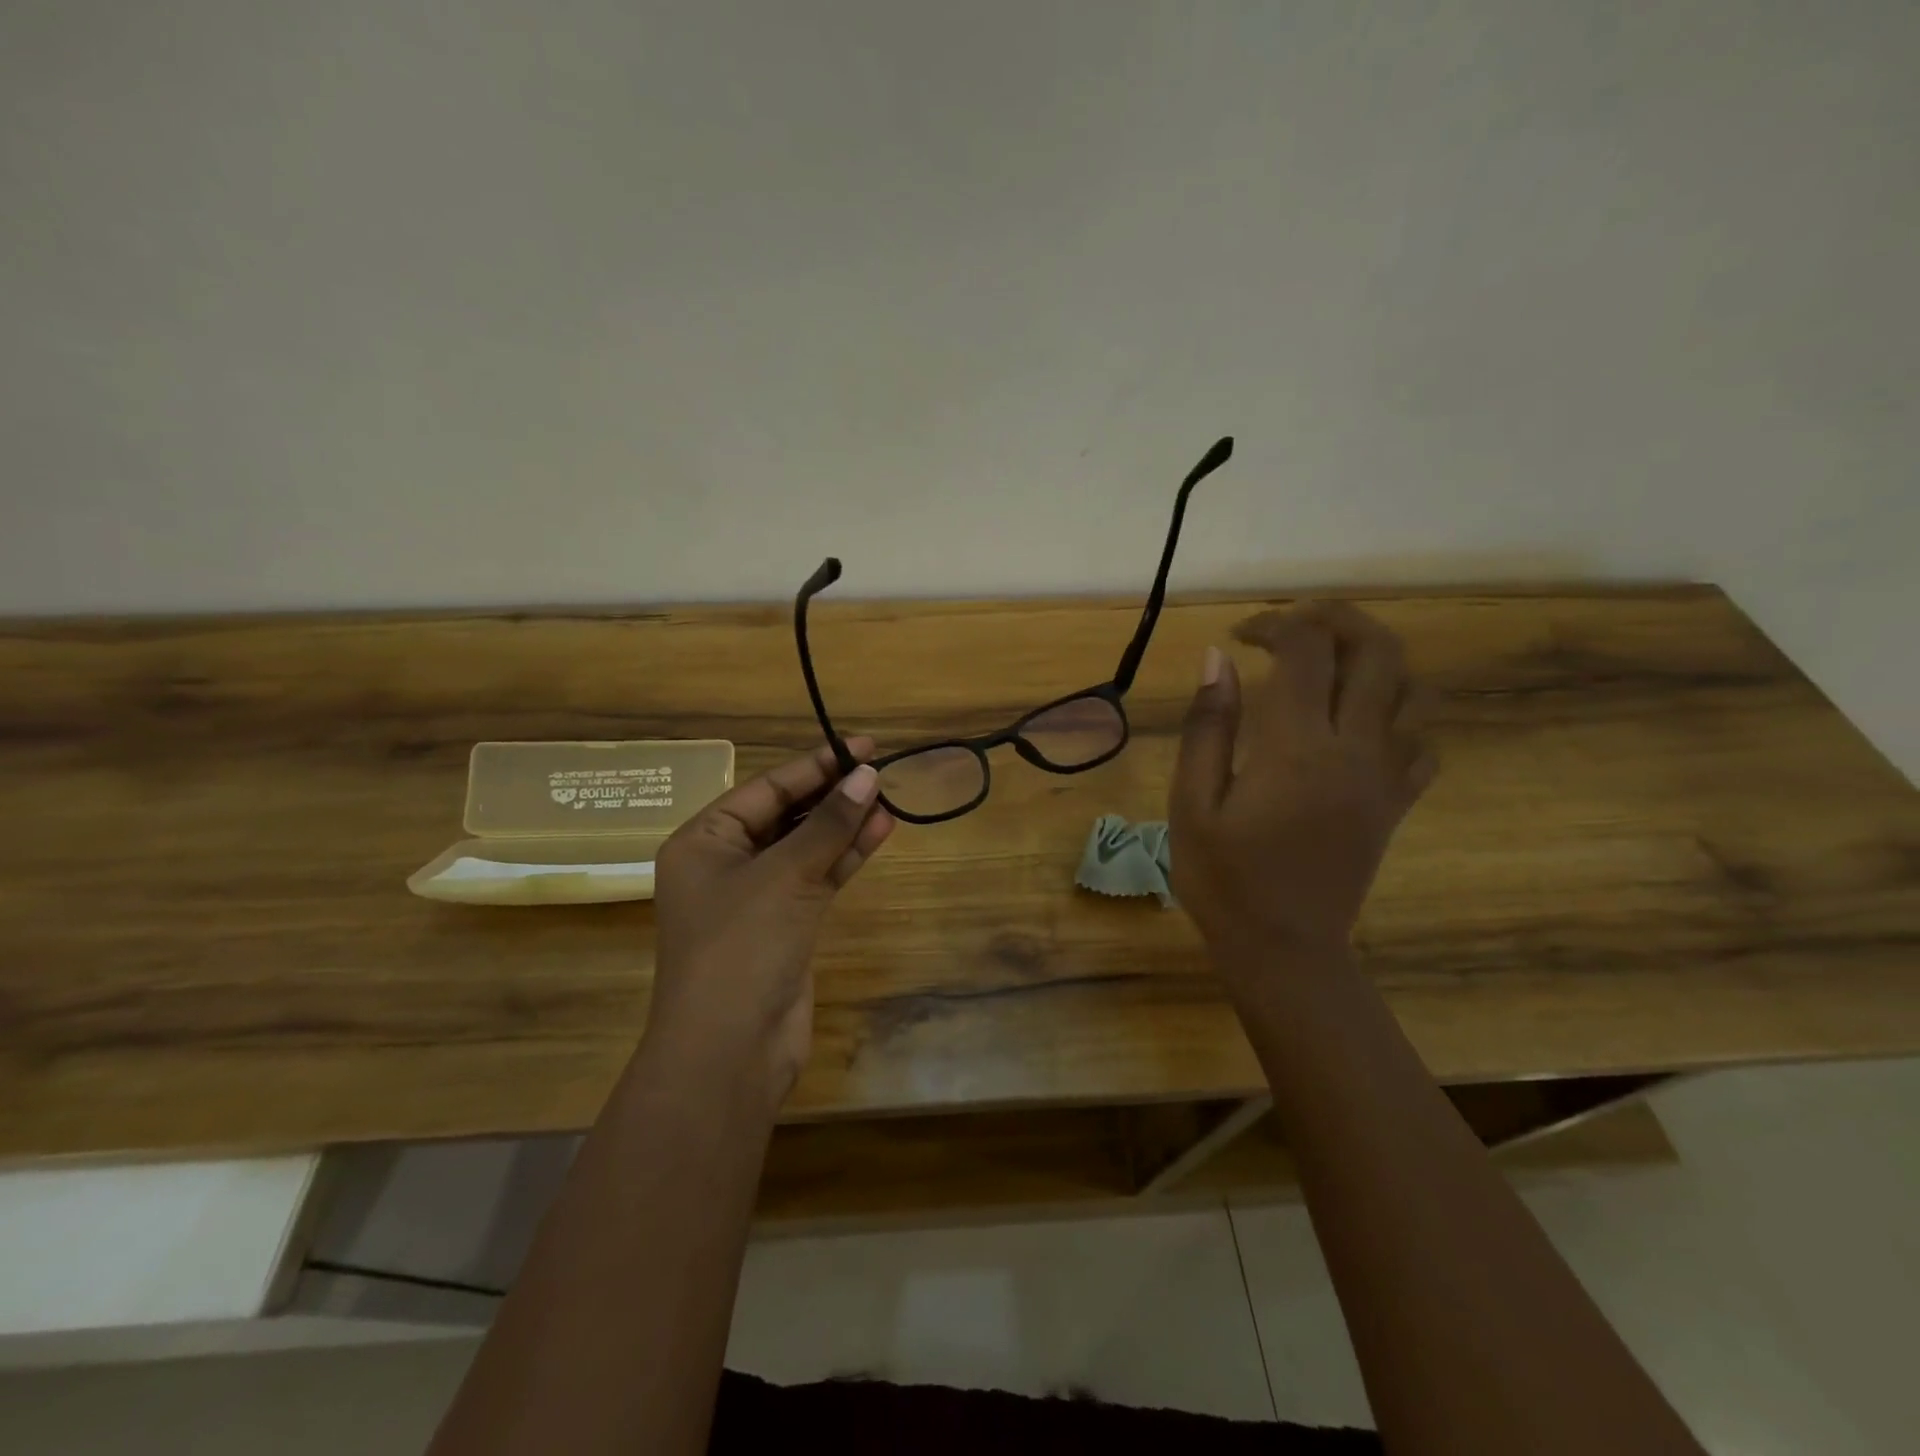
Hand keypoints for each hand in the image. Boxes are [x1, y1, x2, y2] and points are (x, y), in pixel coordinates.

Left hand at [647, 739, 893, 1110]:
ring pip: (806, 846)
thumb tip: (867, 775)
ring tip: (888, 798)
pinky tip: (879, 832)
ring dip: (844, 824)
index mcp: (704, 840)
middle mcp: (726, 863)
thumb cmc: (742, 947)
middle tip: (879, 770)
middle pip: (786, 814)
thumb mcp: (785, 875)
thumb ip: (829, 824)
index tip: (862, 746)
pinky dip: (845, 857)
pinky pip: (817, 877)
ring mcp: (756, 896)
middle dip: (832, 794)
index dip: (816, 764)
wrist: (730, 1051)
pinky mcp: (785, 924)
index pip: (767, 788)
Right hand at [1169, 601, 1435, 979]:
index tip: (1239, 637)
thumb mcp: (1192, 803)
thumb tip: (1218, 658)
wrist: (1283, 948)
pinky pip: (1421, 741)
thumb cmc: (1223, 878)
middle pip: (1377, 651)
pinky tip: (1358, 723)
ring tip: (1328, 664)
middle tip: (1295, 624)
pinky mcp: (1396, 804)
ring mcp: (1385, 776)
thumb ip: (1208, 726)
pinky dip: (1397, 714)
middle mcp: (1354, 749)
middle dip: (1337, 619)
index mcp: (1296, 747)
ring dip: (1374, 659)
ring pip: (1411, 689)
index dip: (1274, 624)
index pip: (1304, 651)